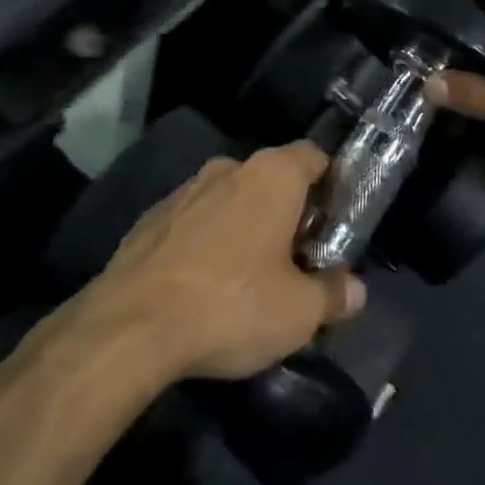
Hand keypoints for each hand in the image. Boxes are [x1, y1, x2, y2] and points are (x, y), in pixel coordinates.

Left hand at [85, 142, 365, 380]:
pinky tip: (203, 287)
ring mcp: (184, 191)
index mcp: (272, 175)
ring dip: (244, 228)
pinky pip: (194, 222)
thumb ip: (333, 295)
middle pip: (272, 180)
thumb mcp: (298, 313)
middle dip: (287, 213)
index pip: (313, 157)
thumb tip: (354, 290)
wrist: (131, 327)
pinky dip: (206, 244)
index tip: (334, 221)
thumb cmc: (232, 305)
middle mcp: (228, 169)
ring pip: (230, 200)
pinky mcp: (150, 219)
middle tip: (297, 260)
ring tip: (248, 278)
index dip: (330, 185)